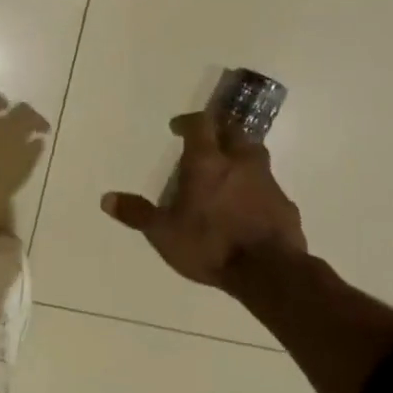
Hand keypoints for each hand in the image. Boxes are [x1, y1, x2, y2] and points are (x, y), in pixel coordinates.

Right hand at [101, 111, 306, 288]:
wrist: (269, 271)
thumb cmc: (209, 245)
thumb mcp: (163, 233)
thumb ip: (137, 214)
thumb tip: (106, 199)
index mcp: (207, 162)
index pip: (200, 124)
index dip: (188, 121)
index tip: (177, 127)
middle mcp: (240, 162)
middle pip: (233, 131)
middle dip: (218, 131)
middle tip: (205, 142)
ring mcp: (267, 181)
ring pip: (255, 155)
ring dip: (239, 156)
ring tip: (225, 172)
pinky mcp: (285, 204)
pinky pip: (268, 186)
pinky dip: (255, 187)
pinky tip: (247, 205)